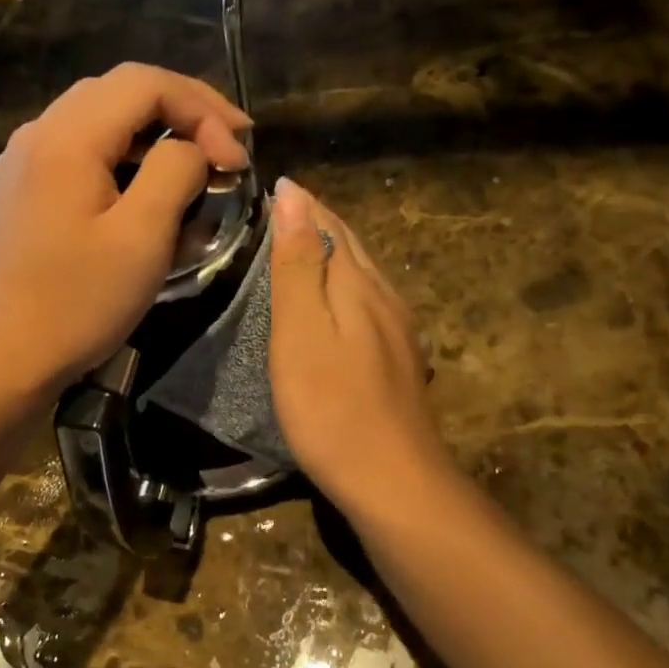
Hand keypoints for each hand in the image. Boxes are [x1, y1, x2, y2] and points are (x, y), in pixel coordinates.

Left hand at [0, 63, 250, 395]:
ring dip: (155, 131)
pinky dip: (123, 154)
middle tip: (229, 146)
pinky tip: (146, 182)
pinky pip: (80, 148)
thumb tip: (191, 149)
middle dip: (183, 110)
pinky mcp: (23, 187)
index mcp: (65, 138)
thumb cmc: (80, 302)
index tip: (238, 156)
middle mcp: (37, 133)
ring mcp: (23, 160)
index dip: (202, 108)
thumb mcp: (142, 237)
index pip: (144, 83)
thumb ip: (175, 172)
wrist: (11, 356)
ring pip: (100, 117)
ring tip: (198, 161)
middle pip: (120, 91)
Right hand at [268, 179, 450, 515]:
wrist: (393, 481)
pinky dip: (342, 288)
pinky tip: (333, 305)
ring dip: (332, 253)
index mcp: (360, 284)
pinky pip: (367, 304)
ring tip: (298, 248)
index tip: (271, 186)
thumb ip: (299, 264)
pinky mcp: (397, 361)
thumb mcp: (302, 331)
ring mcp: (397, 332)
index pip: (330, 223)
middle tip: (279, 211)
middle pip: (351, 246)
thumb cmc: (332, 406)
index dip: (302, 204)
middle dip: (318, 222)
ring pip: (362, 275)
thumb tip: (295, 195)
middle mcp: (385, 298)